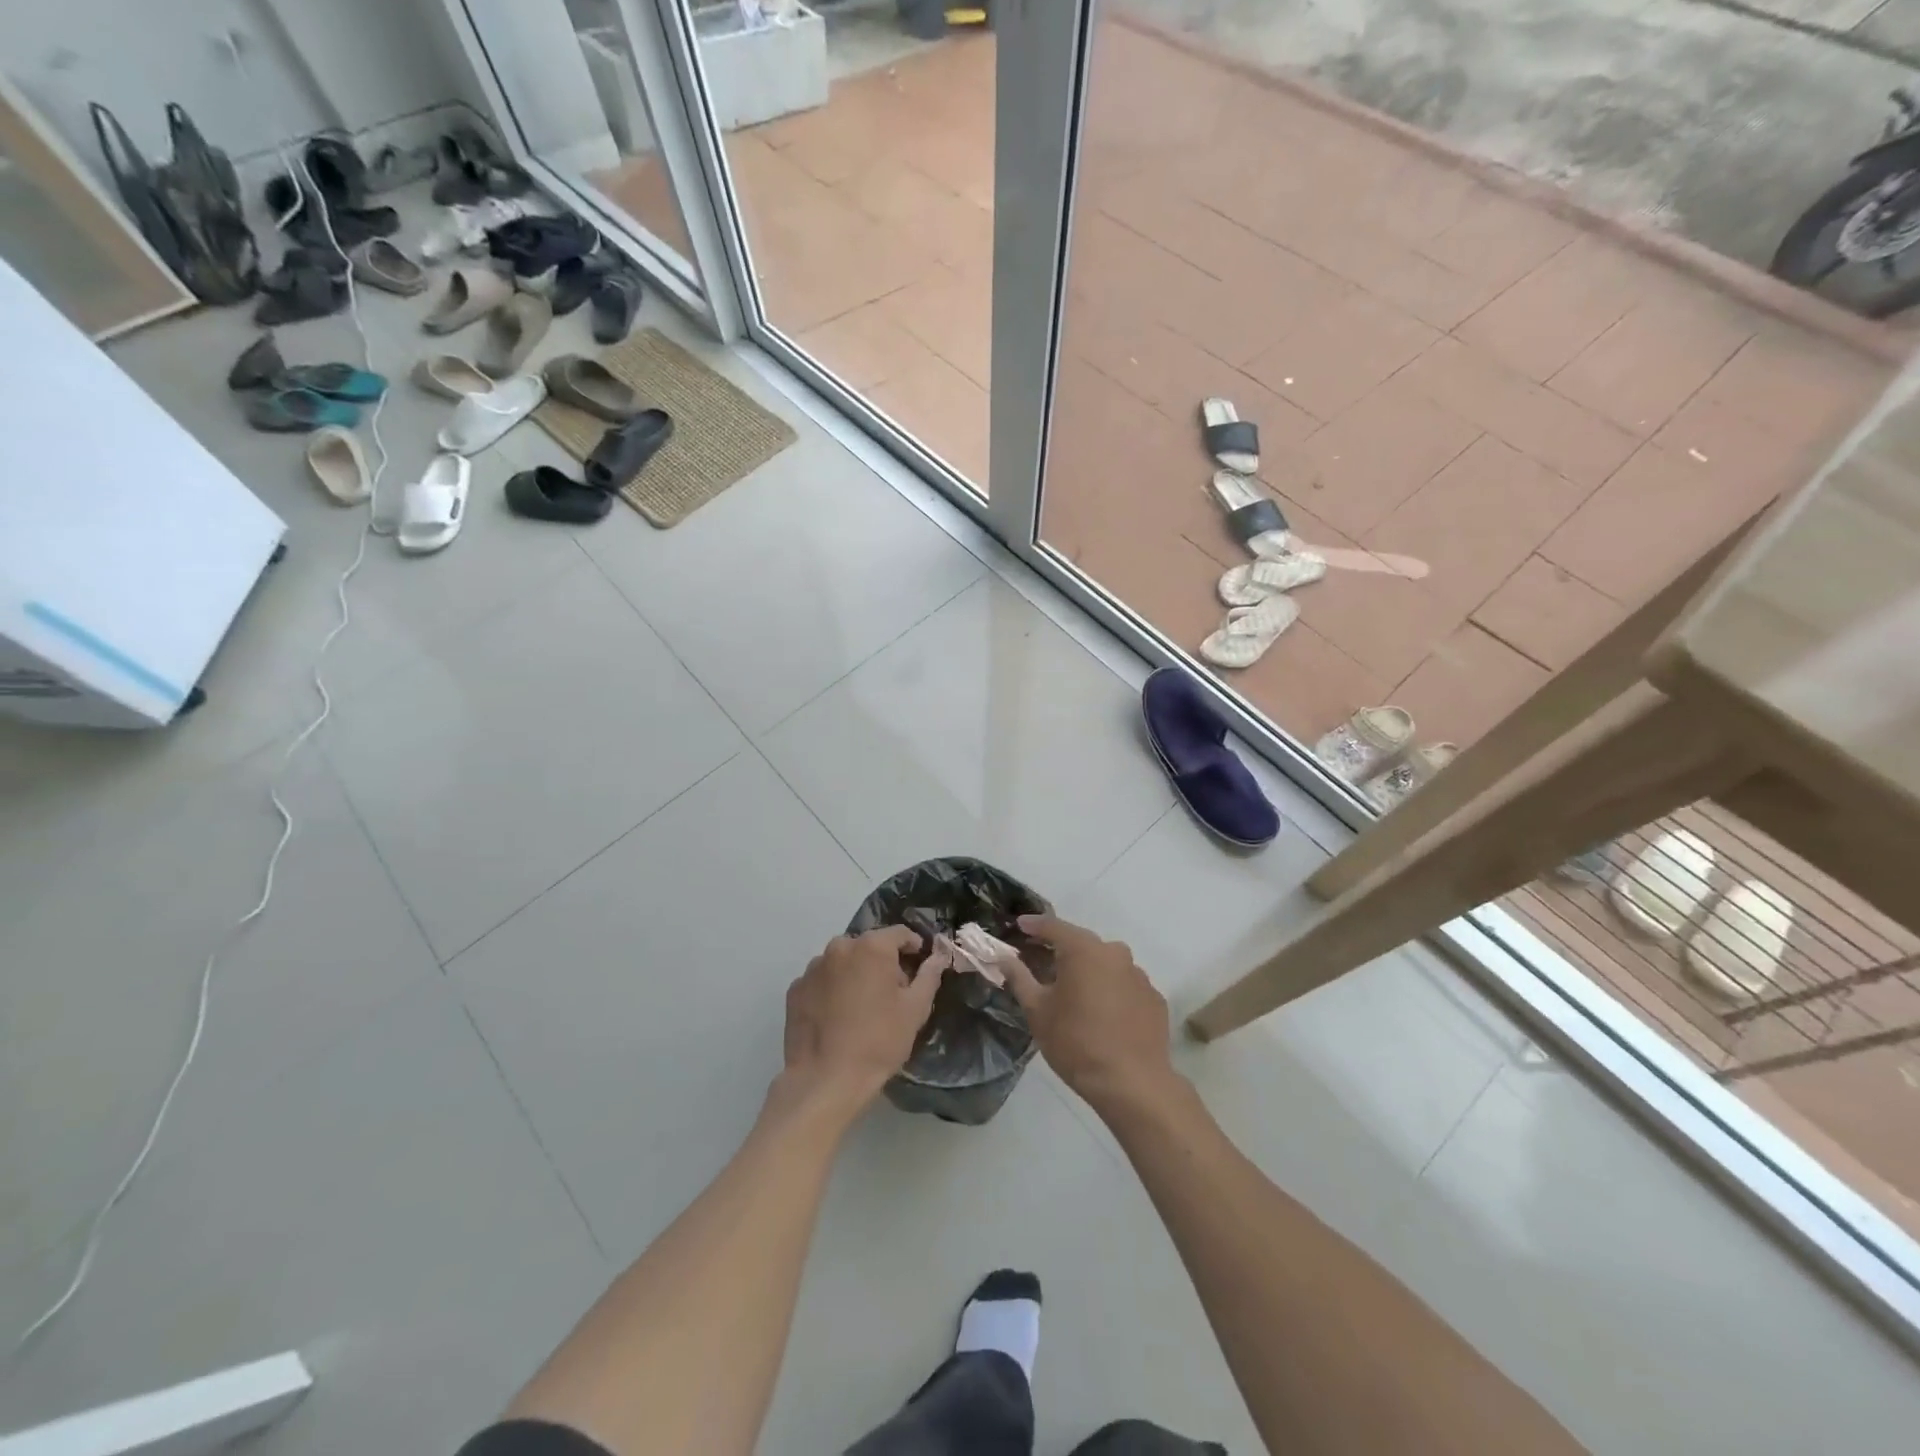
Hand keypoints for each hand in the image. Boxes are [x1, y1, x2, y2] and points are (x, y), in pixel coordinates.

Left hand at [781, 927, 947, 1109]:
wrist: (825, 1080)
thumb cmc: (879, 1041)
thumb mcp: (915, 1009)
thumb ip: (929, 975)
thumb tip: (938, 956)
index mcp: (871, 947)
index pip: (900, 933)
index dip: (914, 947)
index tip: (919, 966)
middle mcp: (839, 947)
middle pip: (869, 946)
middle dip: (883, 963)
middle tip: (892, 994)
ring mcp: (813, 968)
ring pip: (843, 962)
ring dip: (855, 974)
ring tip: (861, 1008)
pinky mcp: (795, 989)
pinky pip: (822, 981)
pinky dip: (832, 990)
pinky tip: (837, 1017)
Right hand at [1001, 914, 1173, 1112]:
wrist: (1132, 1083)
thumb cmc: (1075, 1042)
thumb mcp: (1037, 1011)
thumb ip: (1019, 977)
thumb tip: (1004, 958)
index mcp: (1083, 950)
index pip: (1053, 926)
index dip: (1034, 925)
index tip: (1019, 925)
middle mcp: (1114, 953)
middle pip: (1082, 943)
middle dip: (1062, 948)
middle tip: (1042, 959)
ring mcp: (1139, 975)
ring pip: (1106, 964)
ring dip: (1089, 971)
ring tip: (1074, 991)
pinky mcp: (1154, 998)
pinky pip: (1125, 985)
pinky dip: (1111, 990)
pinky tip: (1103, 1013)